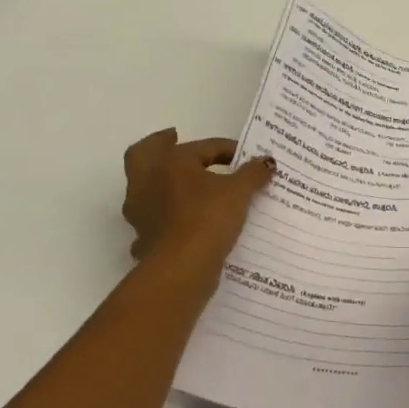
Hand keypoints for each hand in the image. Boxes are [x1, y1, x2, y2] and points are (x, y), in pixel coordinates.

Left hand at [122, 130, 272, 272]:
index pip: (202, 147)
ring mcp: (141, 212)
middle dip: (159, 145)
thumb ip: (253, 173)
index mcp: (171, 162)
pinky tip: (178, 223)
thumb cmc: (208, 217)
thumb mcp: (239, 191)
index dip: (228, 148)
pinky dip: (163, 219)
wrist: (181, 267)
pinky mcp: (142, 239)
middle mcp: (147, 182)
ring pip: (143, 188)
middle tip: (174, 140)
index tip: (248, 157)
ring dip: (160, 184)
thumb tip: (267, 162)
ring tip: (184, 186)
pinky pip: (151, 221)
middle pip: (143, 153)